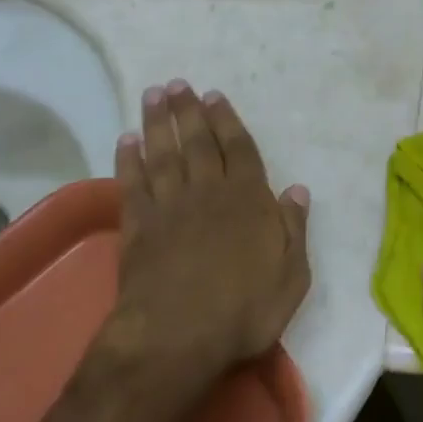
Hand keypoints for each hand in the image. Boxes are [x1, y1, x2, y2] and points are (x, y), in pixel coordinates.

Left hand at [106, 80, 310, 381]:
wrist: (177, 337)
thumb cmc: (244, 309)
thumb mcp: (291, 275)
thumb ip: (294, 228)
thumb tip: (296, 189)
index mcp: (248, 199)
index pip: (239, 149)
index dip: (227, 121)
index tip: (214, 95)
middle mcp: (208, 192)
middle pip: (198, 142)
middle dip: (189, 111)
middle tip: (178, 84)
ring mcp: (170, 207)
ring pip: (164, 154)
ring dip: (158, 123)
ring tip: (153, 95)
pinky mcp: (137, 228)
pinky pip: (133, 185)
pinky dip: (128, 161)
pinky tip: (126, 141)